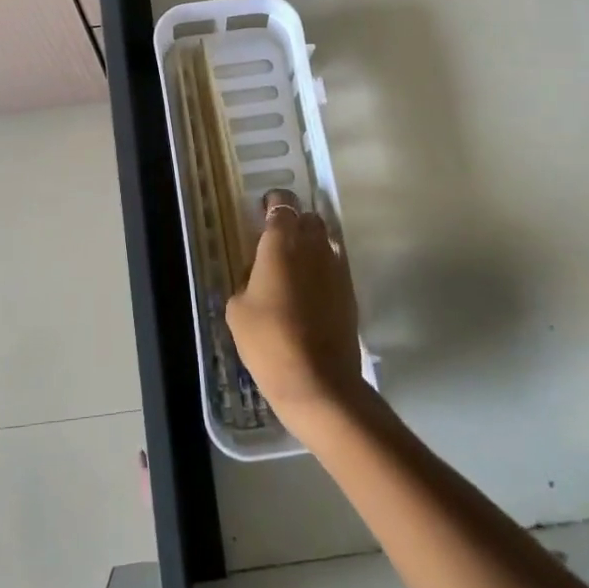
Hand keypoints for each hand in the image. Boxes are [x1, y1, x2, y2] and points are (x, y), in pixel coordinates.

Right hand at [225, 190, 366, 430]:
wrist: (319, 383)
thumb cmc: (269, 341)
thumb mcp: (238, 309)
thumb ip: (246, 280)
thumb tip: (257, 276)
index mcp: (281, 242)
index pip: (282, 204)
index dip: (272, 204)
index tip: (262, 215)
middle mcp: (313, 246)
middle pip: (308, 218)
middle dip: (294, 223)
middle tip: (276, 244)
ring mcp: (336, 268)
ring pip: (325, 241)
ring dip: (310, 247)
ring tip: (293, 270)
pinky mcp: (350, 292)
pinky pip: (334, 267)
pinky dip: (322, 271)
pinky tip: (309, 293)